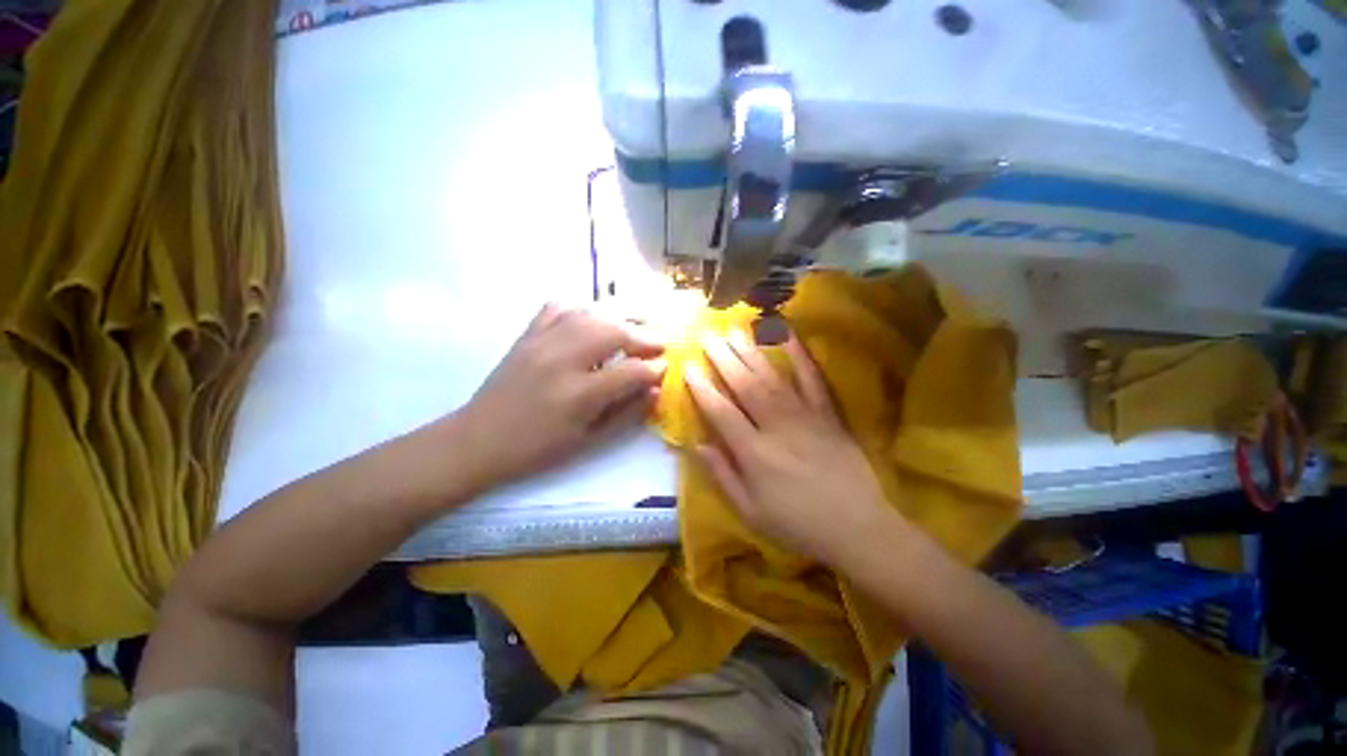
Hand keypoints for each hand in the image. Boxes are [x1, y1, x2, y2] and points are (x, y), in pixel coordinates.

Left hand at [455, 304, 665, 491]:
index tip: (664, 369)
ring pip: (590, 314)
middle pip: (614, 331)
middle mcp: (562, 360)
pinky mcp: (527, 334)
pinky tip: (593, 318)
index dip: (654, 369)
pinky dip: (582, 308)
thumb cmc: (537, 449)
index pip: (631, 371)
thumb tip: (655, 390)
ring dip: (619, 317)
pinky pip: (558, 307)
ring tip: (635, 326)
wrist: (478, 439)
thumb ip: (627, 414)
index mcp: (579, 395)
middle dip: (643, 335)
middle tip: (658, 344)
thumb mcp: (588, 441)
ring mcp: (542, 342)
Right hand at [684, 329, 893, 563]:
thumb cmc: (797, 524)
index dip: (702, 388)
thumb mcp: (749, 511)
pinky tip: (788, 336)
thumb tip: (696, 444)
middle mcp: (776, 427)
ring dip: (750, 351)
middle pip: (744, 386)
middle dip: (723, 358)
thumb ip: (721, 475)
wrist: (857, 528)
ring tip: (734, 330)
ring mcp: (804, 416)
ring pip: (772, 378)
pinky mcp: (827, 414)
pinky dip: (800, 356)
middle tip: (707, 335)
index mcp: (754, 453)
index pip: (720, 412)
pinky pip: (813, 379)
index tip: (688, 366)